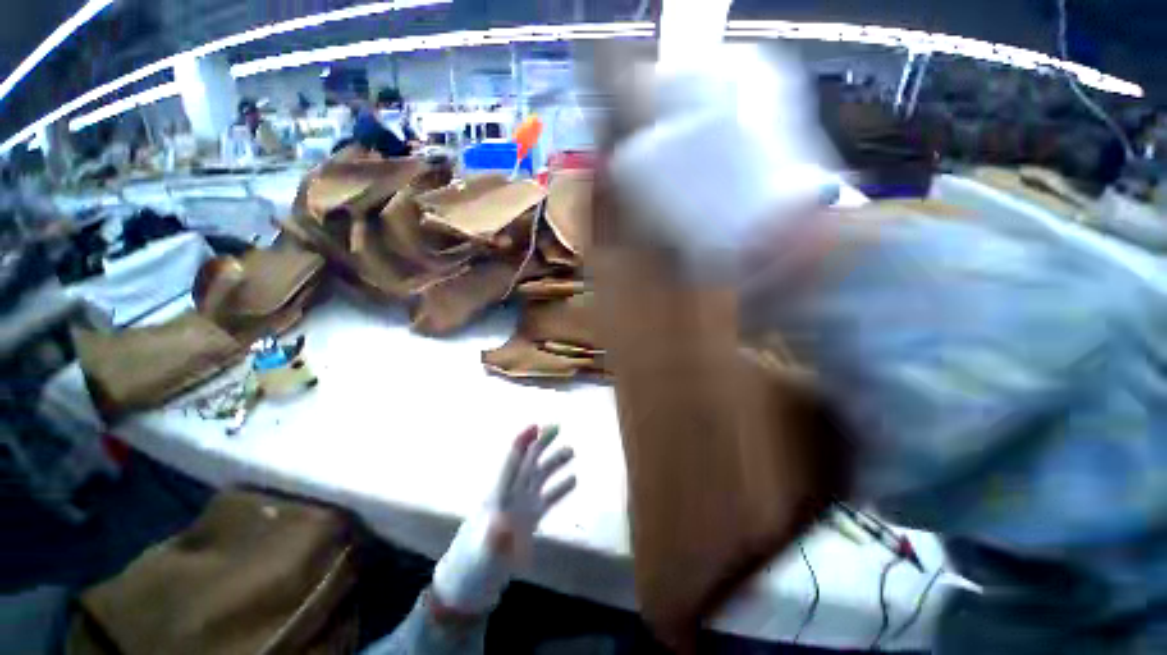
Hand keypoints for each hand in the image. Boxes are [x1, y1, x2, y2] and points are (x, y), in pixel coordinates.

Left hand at [432, 425, 575, 613]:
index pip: (511, 463)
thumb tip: (503, 524)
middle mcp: (511, 496)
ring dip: (554, 463)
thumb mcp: (481, 556)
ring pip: (540, 478)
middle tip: (557, 428)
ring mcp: (521, 508)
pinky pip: (548, 499)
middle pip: (528, 464)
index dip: (521, 443)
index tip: (535, 427)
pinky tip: (573, 480)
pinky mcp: (528, 521)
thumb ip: (493, 541)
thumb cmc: (472, 569)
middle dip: (541, 445)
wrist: (469, 587)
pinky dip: (560, 488)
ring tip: (570, 450)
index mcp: (497, 497)